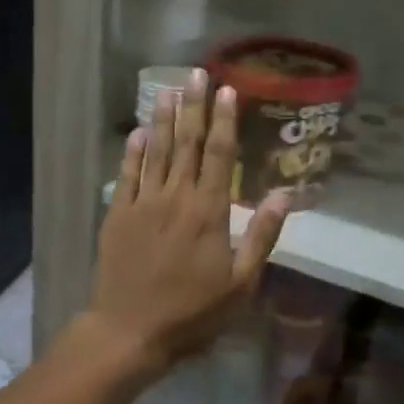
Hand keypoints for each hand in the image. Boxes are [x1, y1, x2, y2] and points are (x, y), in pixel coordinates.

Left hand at [89, 69, 288, 375]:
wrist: (131, 329)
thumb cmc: (192, 312)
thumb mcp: (241, 284)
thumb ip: (261, 236)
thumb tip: (285, 194)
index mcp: (208, 212)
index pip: (219, 155)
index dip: (224, 121)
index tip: (227, 90)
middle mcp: (175, 197)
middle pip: (186, 144)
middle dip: (193, 107)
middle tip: (196, 74)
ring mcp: (143, 204)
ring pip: (155, 152)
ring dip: (162, 120)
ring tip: (167, 90)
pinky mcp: (118, 215)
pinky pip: (127, 175)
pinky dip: (133, 152)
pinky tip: (138, 132)